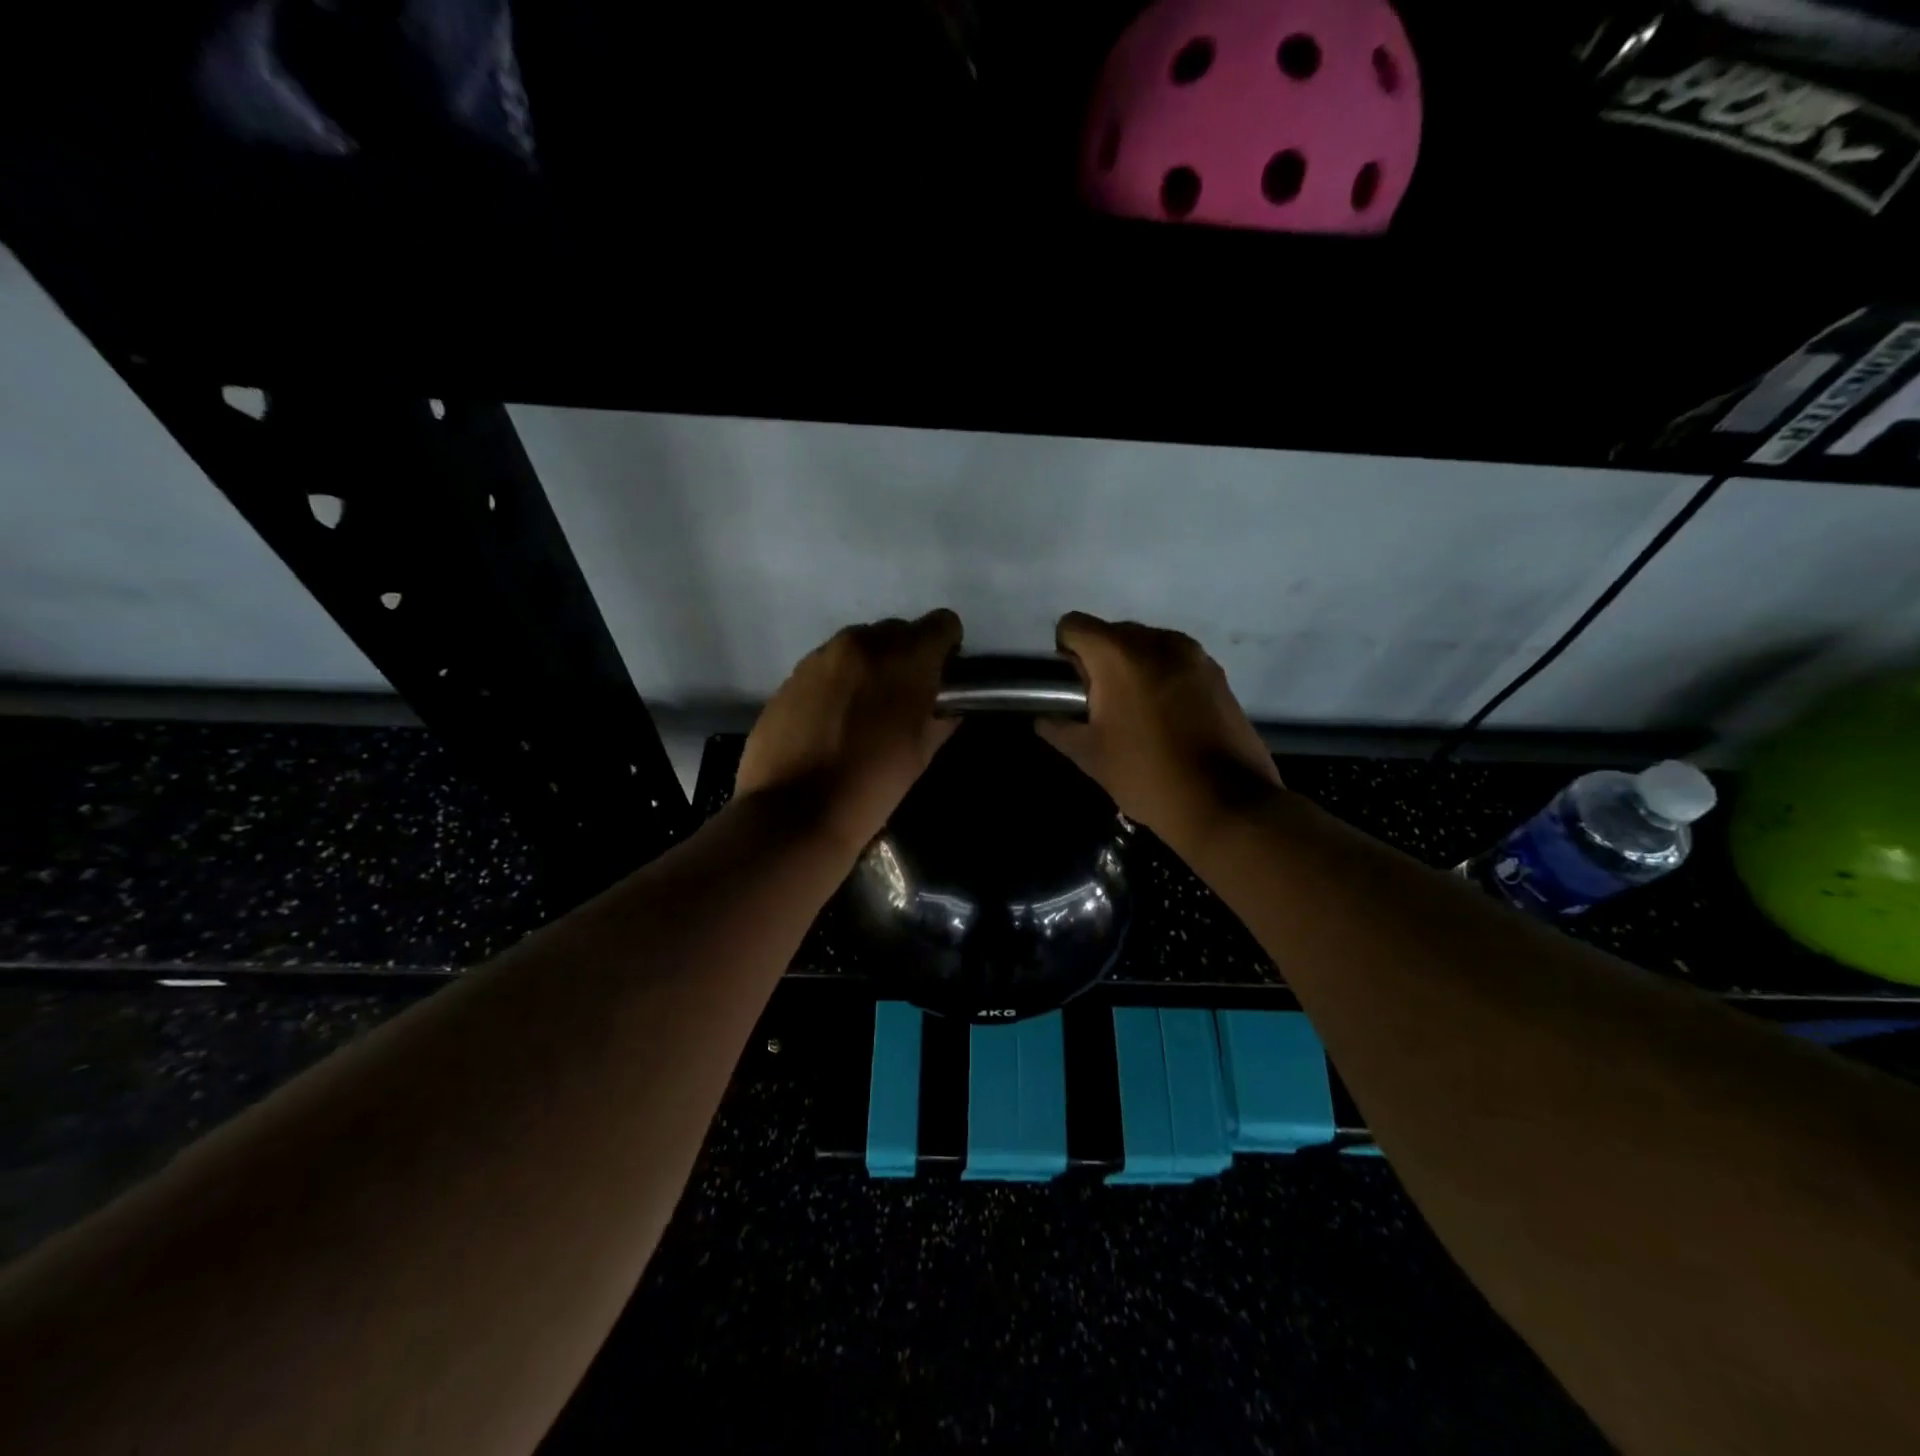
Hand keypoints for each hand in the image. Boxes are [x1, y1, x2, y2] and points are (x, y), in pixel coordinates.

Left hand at [736, 610, 963, 855]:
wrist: (794, 811)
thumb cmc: (871, 786)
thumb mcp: (920, 755)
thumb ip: (940, 719)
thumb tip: (945, 707)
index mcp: (904, 658)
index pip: (942, 624)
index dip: (947, 648)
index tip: (942, 676)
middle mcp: (861, 643)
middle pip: (897, 631)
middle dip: (906, 657)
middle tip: (902, 699)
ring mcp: (820, 657)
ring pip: (858, 647)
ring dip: (869, 668)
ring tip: (863, 712)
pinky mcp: (791, 676)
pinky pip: (826, 667)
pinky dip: (837, 683)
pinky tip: (831, 722)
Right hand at [1036, 612, 1281, 852]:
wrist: (1226, 802)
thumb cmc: (1146, 775)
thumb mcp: (1090, 756)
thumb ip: (1060, 730)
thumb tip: (1044, 721)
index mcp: (1119, 654)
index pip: (1074, 625)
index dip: (1065, 652)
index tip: (1073, 689)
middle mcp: (1157, 640)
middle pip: (1112, 633)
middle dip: (1100, 662)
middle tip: (1103, 708)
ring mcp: (1193, 654)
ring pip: (1147, 646)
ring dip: (1133, 669)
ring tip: (1138, 715)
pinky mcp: (1217, 673)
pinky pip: (1176, 662)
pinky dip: (1162, 679)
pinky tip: (1168, 720)